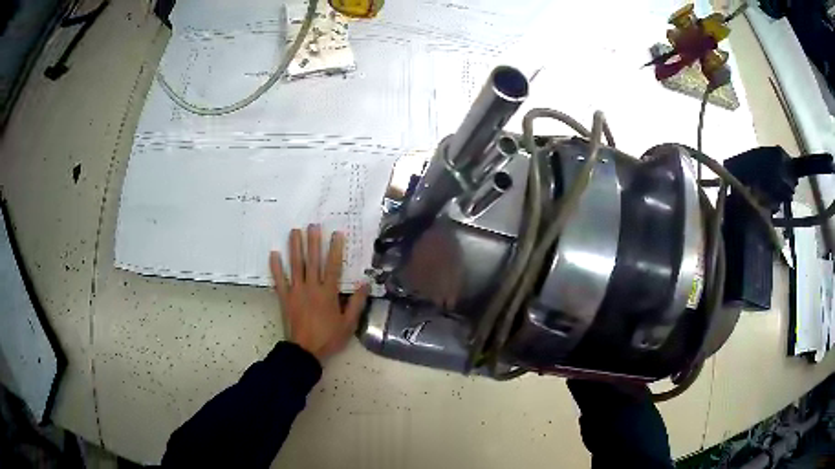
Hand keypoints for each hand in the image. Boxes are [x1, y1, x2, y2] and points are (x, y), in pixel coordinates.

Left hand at [269, 225, 369, 362]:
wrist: (305, 351)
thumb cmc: (329, 338)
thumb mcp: (348, 324)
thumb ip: (357, 303)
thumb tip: (365, 283)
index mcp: (328, 293)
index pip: (333, 267)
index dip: (335, 249)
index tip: (336, 234)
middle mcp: (312, 288)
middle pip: (312, 261)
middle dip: (313, 242)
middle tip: (313, 225)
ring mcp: (296, 291)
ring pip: (295, 266)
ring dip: (295, 248)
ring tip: (294, 231)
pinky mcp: (284, 298)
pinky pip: (279, 280)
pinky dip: (275, 267)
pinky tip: (273, 254)